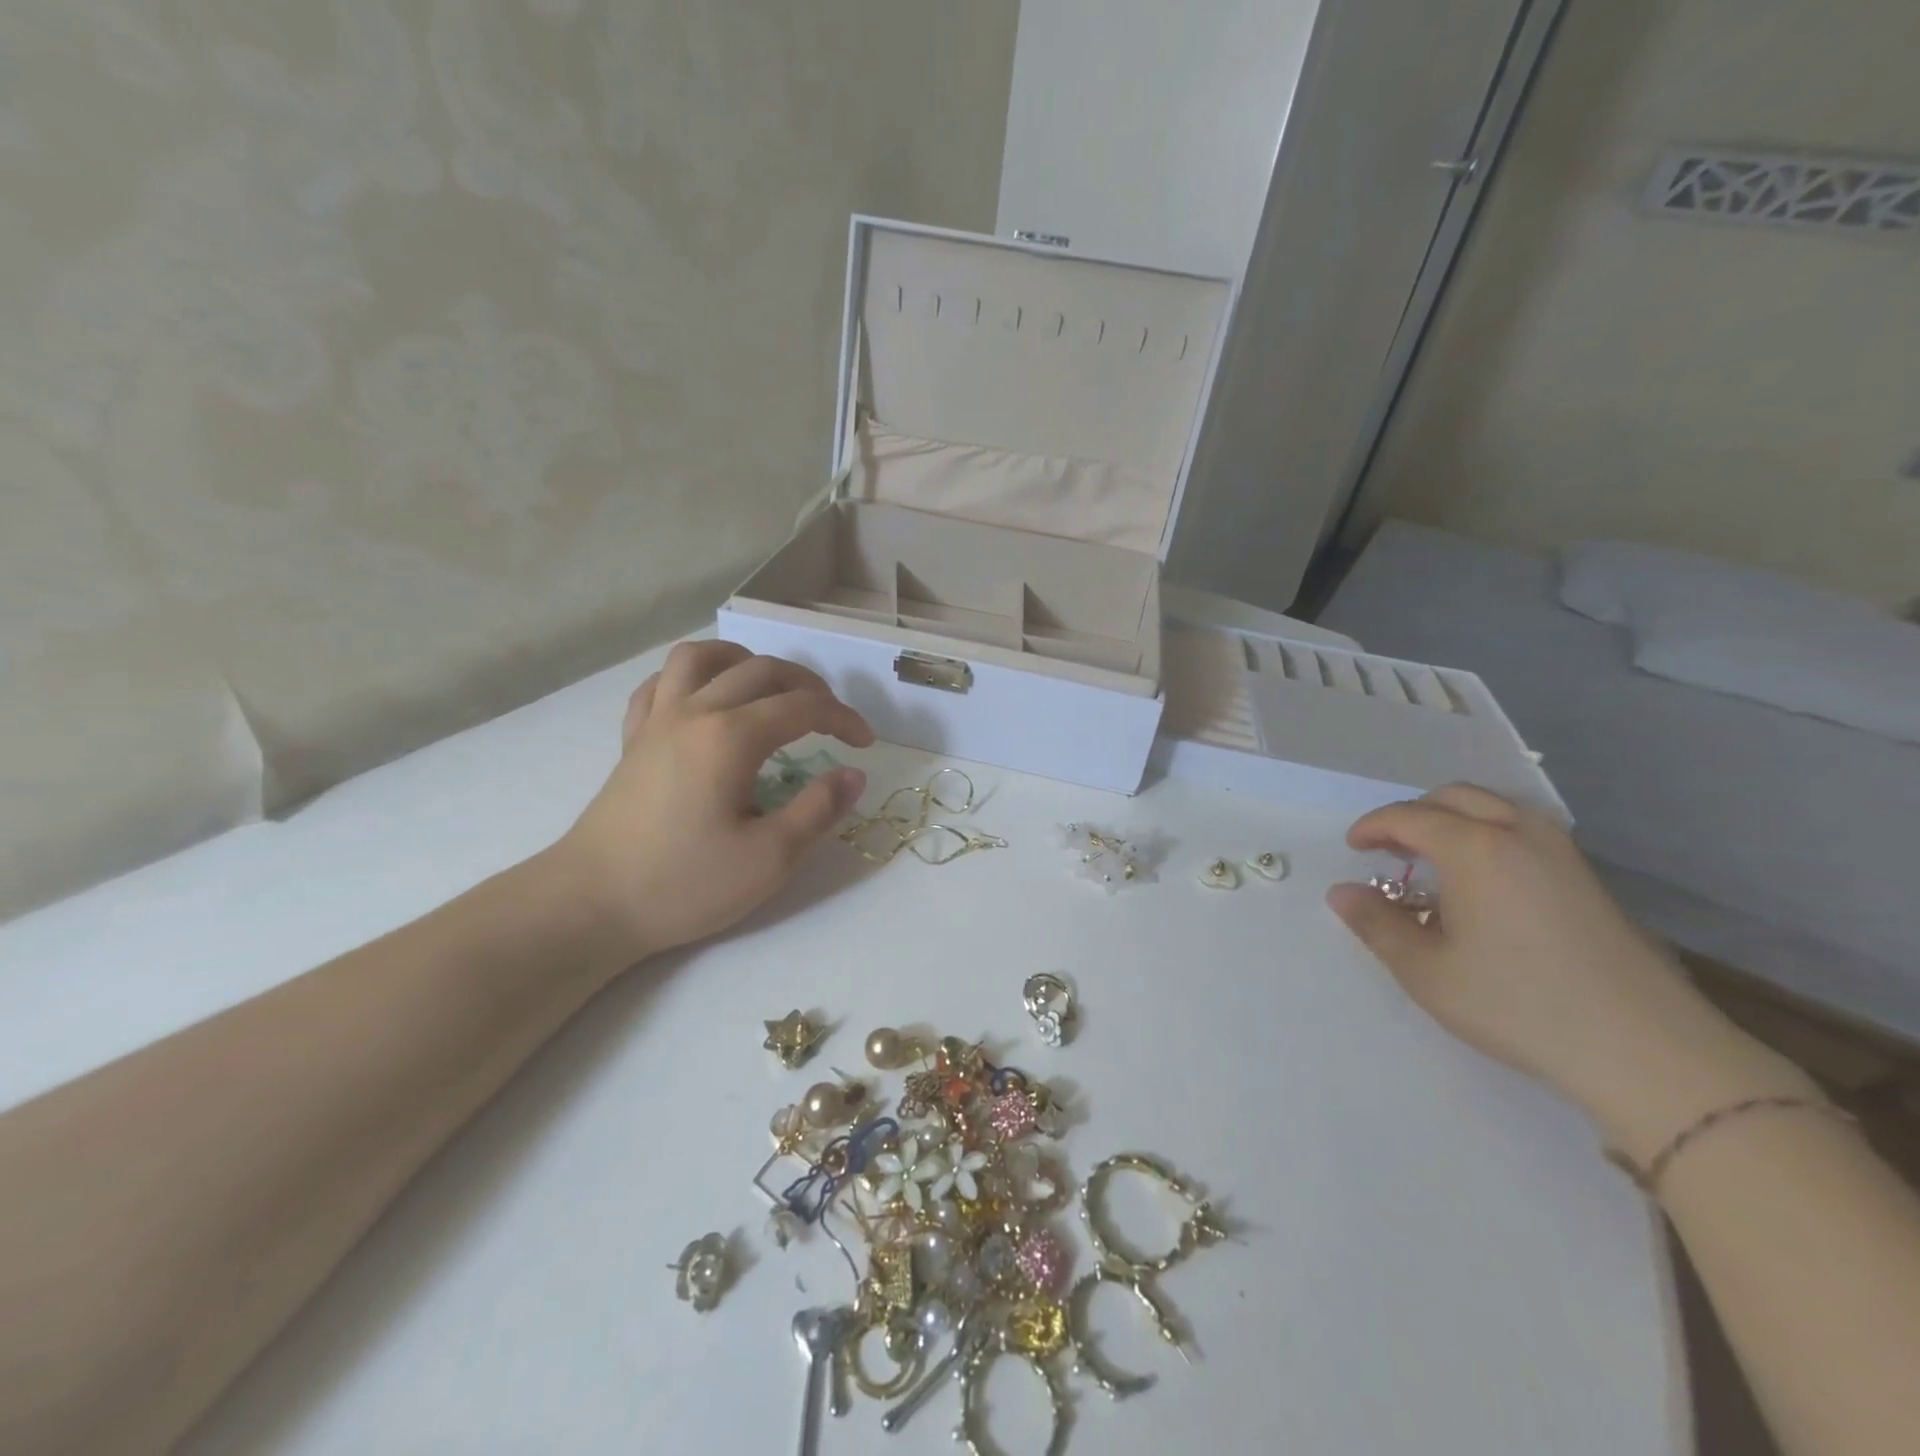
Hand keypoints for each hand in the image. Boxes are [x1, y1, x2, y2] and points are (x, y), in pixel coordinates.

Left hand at [551, 641, 873, 967]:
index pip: (803, 707)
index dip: (842, 718)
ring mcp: (657, 720)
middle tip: (830, 718)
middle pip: (760, 670)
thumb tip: (853, 775)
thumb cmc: (684, 884)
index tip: (864, 744)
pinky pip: (661, 683)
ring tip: (769, 687)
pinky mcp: (634, 738)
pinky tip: (706, 701)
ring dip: (744, 661)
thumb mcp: (769, 859)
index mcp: (731, 737)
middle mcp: (694, 711)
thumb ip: (818, 810)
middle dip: (807, 685)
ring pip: (702, 657)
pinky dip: (693, 678)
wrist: (592, 904)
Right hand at [1325, 785, 1811, 1161]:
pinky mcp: (1589, 878)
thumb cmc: (1518, 1005)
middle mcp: (1519, 834)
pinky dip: (1490, 834)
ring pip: (1497, 808)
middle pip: (1455, 797)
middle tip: (1390, 848)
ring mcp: (1562, 853)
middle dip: (1413, 814)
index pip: (1409, 817)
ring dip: (1455, 819)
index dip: (1373, 827)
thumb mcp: (1426, 971)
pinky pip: (1525, 830)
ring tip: (1434, 858)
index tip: (1354, 849)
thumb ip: (1376, 925)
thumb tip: (1341, 892)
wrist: (1645, 1050)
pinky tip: (1484, 882)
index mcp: (1474, 848)